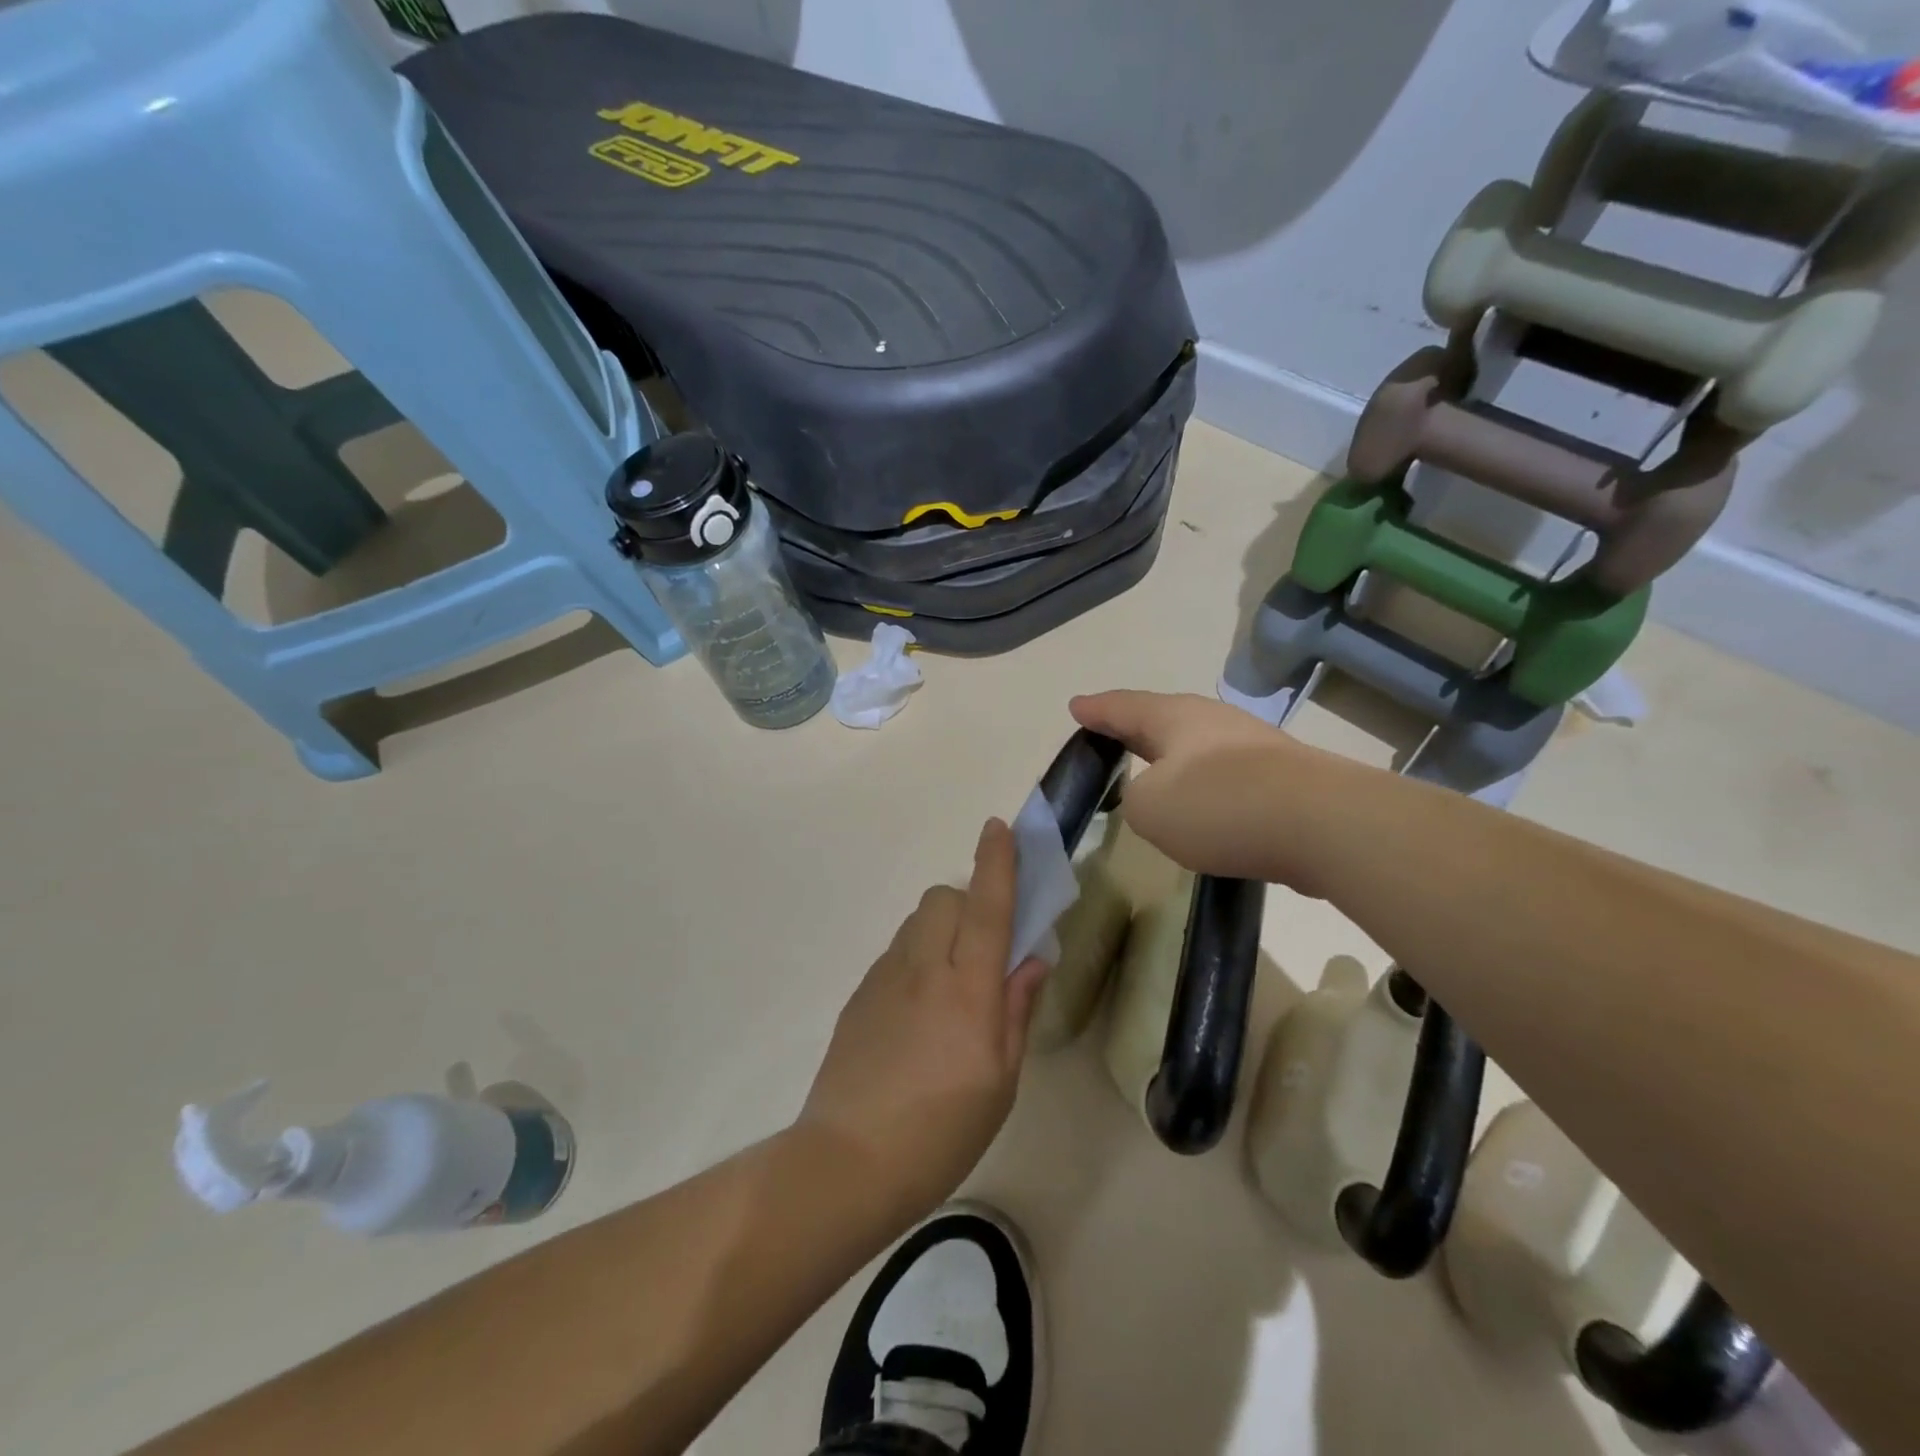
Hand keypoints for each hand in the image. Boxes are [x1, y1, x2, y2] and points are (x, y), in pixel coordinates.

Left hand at [798, 819, 1046, 1222]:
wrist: (847, 1163)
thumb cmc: (941, 1132)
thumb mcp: (1000, 1081)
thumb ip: (1017, 1010)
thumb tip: (1032, 959)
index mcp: (968, 990)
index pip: (987, 909)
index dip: (996, 864)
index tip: (998, 827)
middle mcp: (923, 969)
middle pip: (943, 899)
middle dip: (969, 904)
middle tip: (983, 950)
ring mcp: (884, 978)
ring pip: (917, 923)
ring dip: (941, 931)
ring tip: (950, 986)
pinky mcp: (859, 994)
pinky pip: (896, 953)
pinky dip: (916, 959)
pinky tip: (917, 1014)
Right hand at [1071, 689, 1345, 894]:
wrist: (1323, 825)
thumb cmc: (1220, 805)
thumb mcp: (1149, 809)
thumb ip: (1136, 799)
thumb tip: (1159, 797)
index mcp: (1174, 718)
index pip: (1123, 707)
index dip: (1096, 710)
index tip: (1076, 707)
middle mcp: (1213, 721)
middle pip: (1163, 719)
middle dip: (1135, 727)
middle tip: (1111, 732)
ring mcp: (1254, 745)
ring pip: (1198, 746)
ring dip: (1173, 758)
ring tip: (1154, 770)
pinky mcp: (1283, 777)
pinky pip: (1226, 774)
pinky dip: (1205, 784)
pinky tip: (1204, 804)